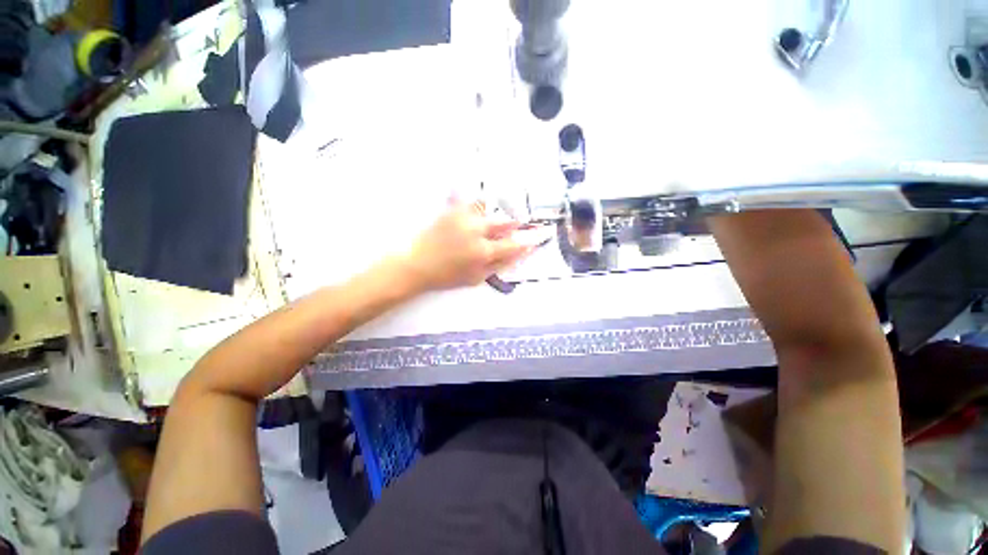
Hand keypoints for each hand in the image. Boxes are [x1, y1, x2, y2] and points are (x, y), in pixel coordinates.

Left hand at [402, 199, 531, 291]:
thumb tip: (519, 254)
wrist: (416, 266)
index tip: (540, 235)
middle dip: (515, 221)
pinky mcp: (450, 211)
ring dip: (495, 208)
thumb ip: (500, 265)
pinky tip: (469, 194)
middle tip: (519, 221)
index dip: (529, 240)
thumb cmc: (447, 276)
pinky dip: (469, 195)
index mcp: (484, 251)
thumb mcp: (477, 278)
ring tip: (493, 212)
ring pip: (488, 206)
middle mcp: (476, 231)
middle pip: (504, 221)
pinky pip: (463, 197)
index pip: (514, 244)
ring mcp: (463, 218)